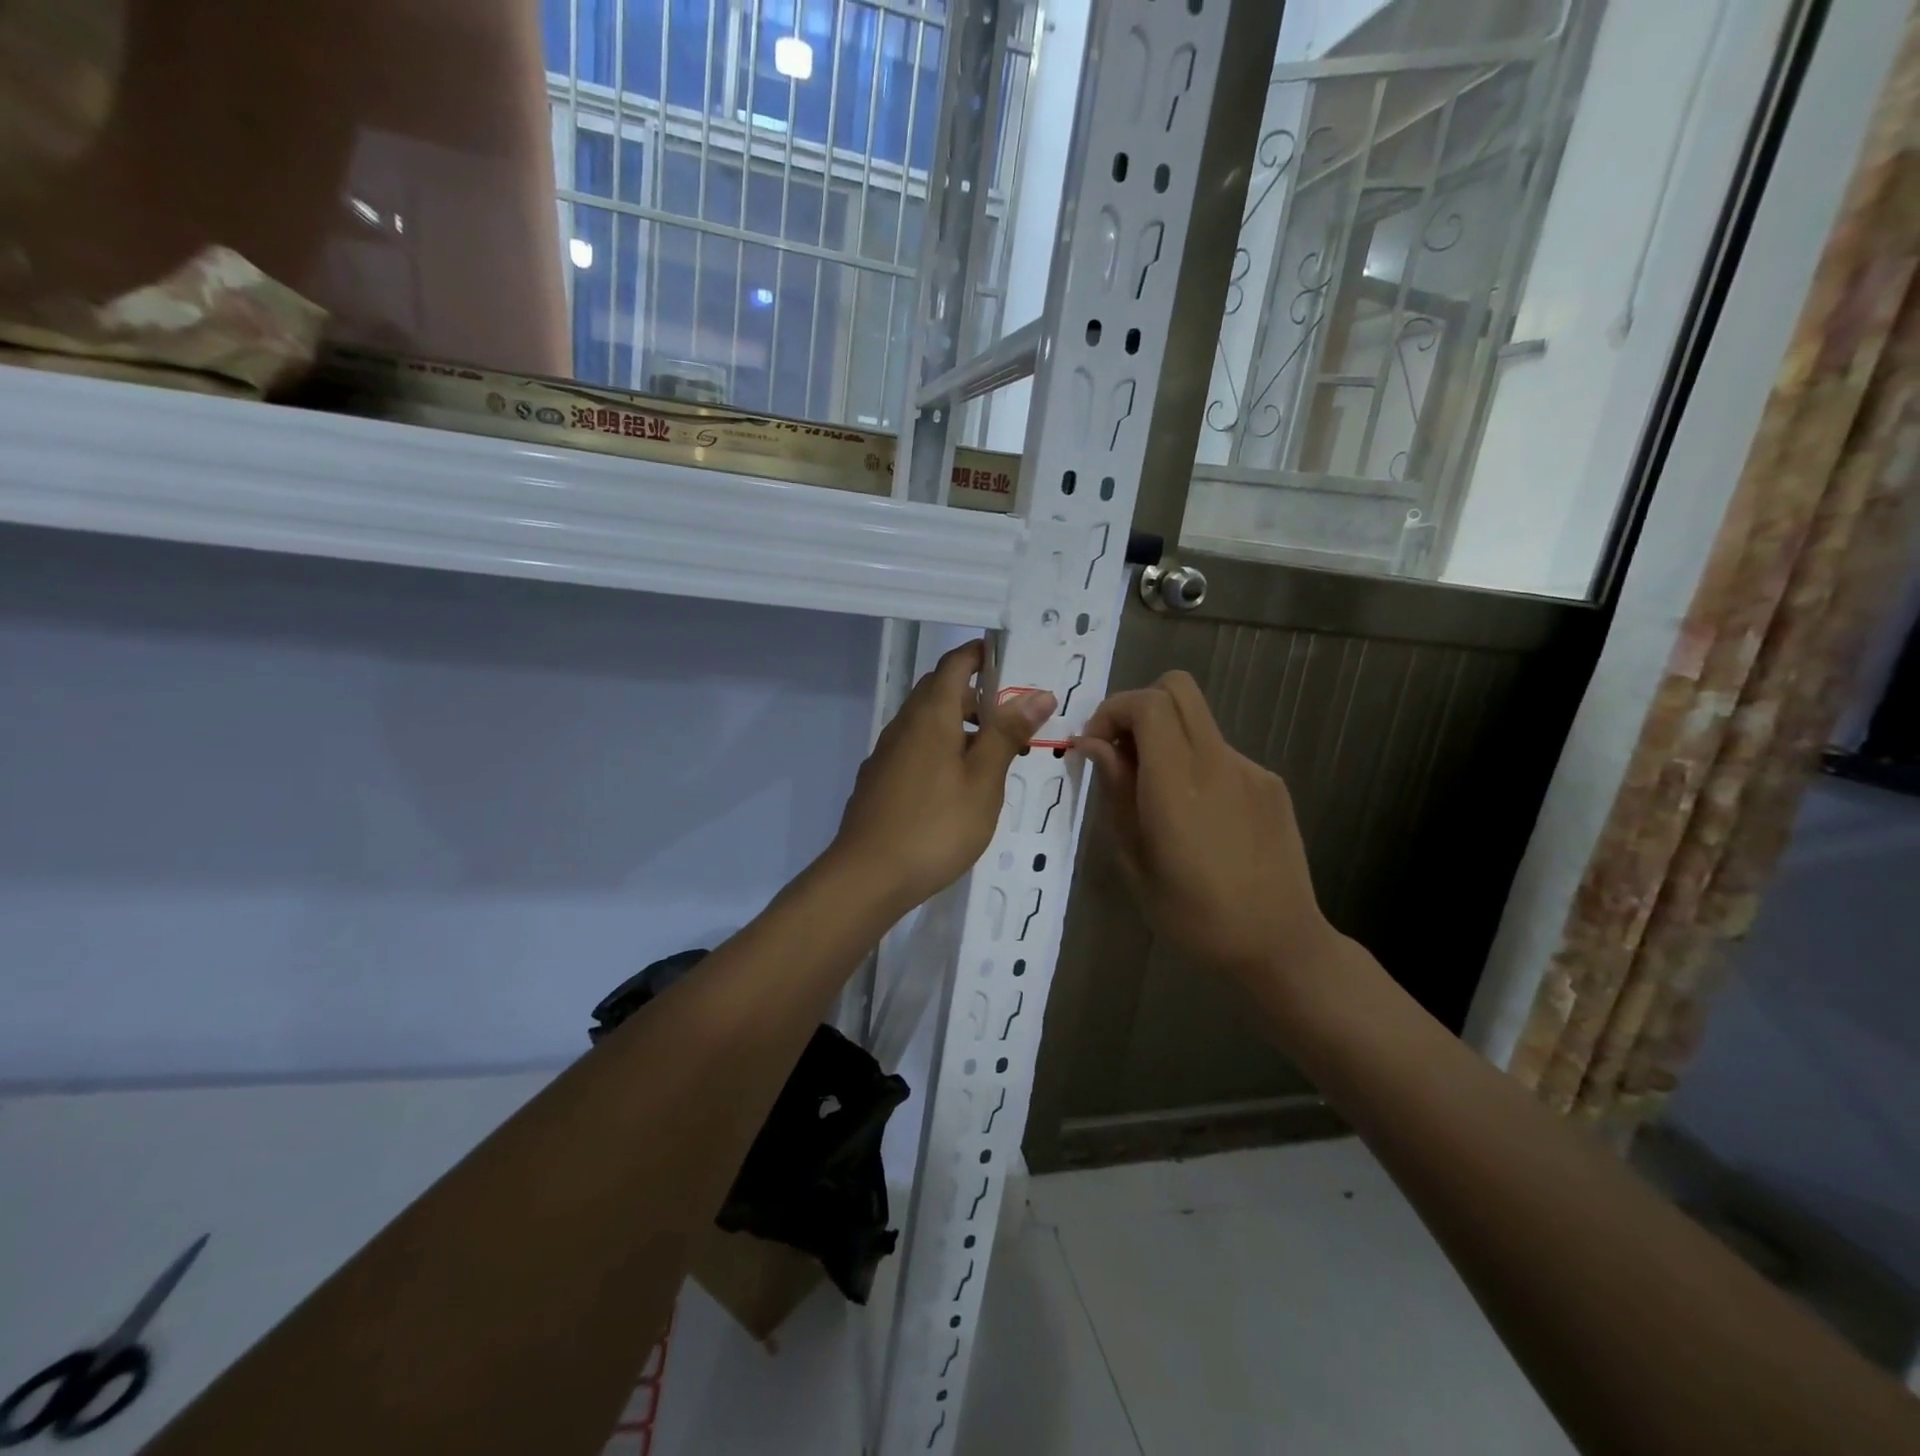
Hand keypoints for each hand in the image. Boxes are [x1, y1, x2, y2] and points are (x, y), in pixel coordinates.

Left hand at [830, 640, 1054, 912]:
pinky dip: (941, 750)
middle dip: (977, 695)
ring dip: (960, 726)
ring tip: (994, 757)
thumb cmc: (935, 826)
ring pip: (927, 723)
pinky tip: (957, 786)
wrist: (867, 876)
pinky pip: (915, 748)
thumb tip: (1038, 693)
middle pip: (939, 691)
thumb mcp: (983, 781)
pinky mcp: (878, 780)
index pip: (955, 663)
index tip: (1012, 661)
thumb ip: (1007, 734)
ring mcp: (886, 753)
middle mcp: (904, 725)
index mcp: (931, 715)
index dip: (982, 654)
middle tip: (1014, 719)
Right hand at [1077, 671, 1340, 987]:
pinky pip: (1220, 752)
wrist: (1280, 946)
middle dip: (1138, 708)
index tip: (1095, 748)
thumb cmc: (1195, 917)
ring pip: (1198, 721)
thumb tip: (1094, 746)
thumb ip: (1117, 794)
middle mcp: (1218, 764)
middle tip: (1122, 755)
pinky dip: (1195, 764)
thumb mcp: (1136, 863)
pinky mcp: (1271, 784)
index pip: (1148, 704)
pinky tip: (1198, 817)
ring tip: (1157, 798)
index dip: (1112, 711)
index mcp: (1179, 786)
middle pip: (1178, 689)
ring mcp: (1251, 770)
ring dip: (1166, 739)